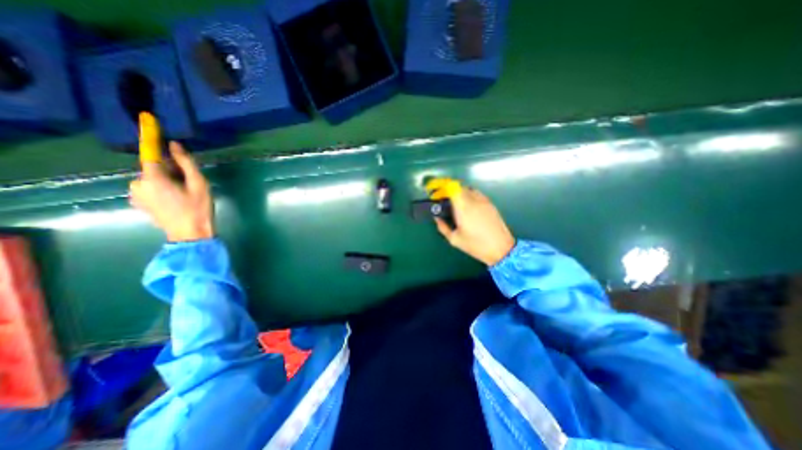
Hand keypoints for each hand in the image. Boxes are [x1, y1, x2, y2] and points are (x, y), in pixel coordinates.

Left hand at [129, 142, 213, 241]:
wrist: (190, 234)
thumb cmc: (198, 208)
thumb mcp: (199, 184)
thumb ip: (186, 164)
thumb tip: (174, 145)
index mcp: (153, 178)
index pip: (150, 152)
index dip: (151, 136)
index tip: (148, 119)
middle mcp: (138, 183)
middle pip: (154, 168)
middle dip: (170, 170)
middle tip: (189, 181)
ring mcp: (136, 194)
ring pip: (152, 178)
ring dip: (166, 180)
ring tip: (184, 193)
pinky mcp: (138, 202)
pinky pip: (149, 188)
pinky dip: (161, 188)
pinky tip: (175, 199)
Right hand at [437, 186, 516, 264]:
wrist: (501, 249)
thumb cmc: (476, 245)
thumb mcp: (455, 240)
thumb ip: (443, 227)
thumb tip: (437, 219)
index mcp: (463, 208)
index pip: (453, 188)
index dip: (444, 188)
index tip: (438, 195)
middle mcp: (473, 201)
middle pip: (460, 187)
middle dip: (450, 192)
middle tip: (445, 202)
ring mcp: (484, 201)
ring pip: (469, 189)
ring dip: (461, 193)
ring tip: (457, 205)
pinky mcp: (491, 204)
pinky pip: (478, 194)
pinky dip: (470, 196)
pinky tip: (470, 208)